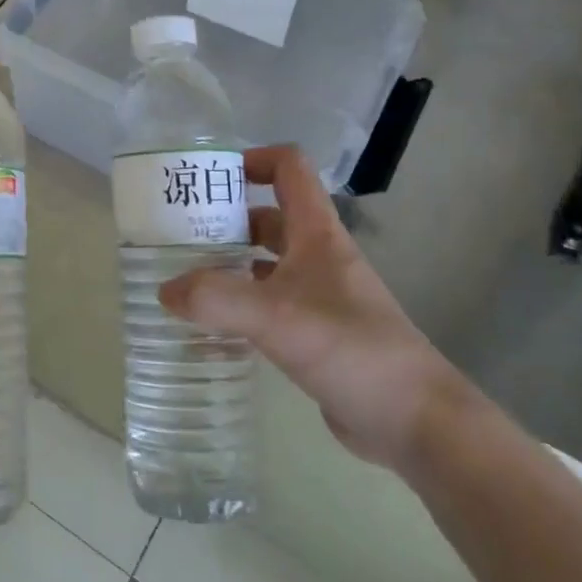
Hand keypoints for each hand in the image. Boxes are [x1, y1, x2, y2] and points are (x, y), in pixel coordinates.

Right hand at [159, 145, 468, 469]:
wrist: (415, 421)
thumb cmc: (351, 349)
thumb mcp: (277, 317)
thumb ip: (216, 300)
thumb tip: (166, 291)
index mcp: (318, 235)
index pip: (289, 170)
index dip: (252, 161)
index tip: (208, 179)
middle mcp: (318, 258)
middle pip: (269, 217)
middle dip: (226, 218)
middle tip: (178, 232)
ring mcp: (318, 297)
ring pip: (266, 264)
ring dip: (229, 263)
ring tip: (184, 276)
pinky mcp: (314, 335)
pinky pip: (267, 306)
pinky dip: (238, 307)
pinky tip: (209, 327)